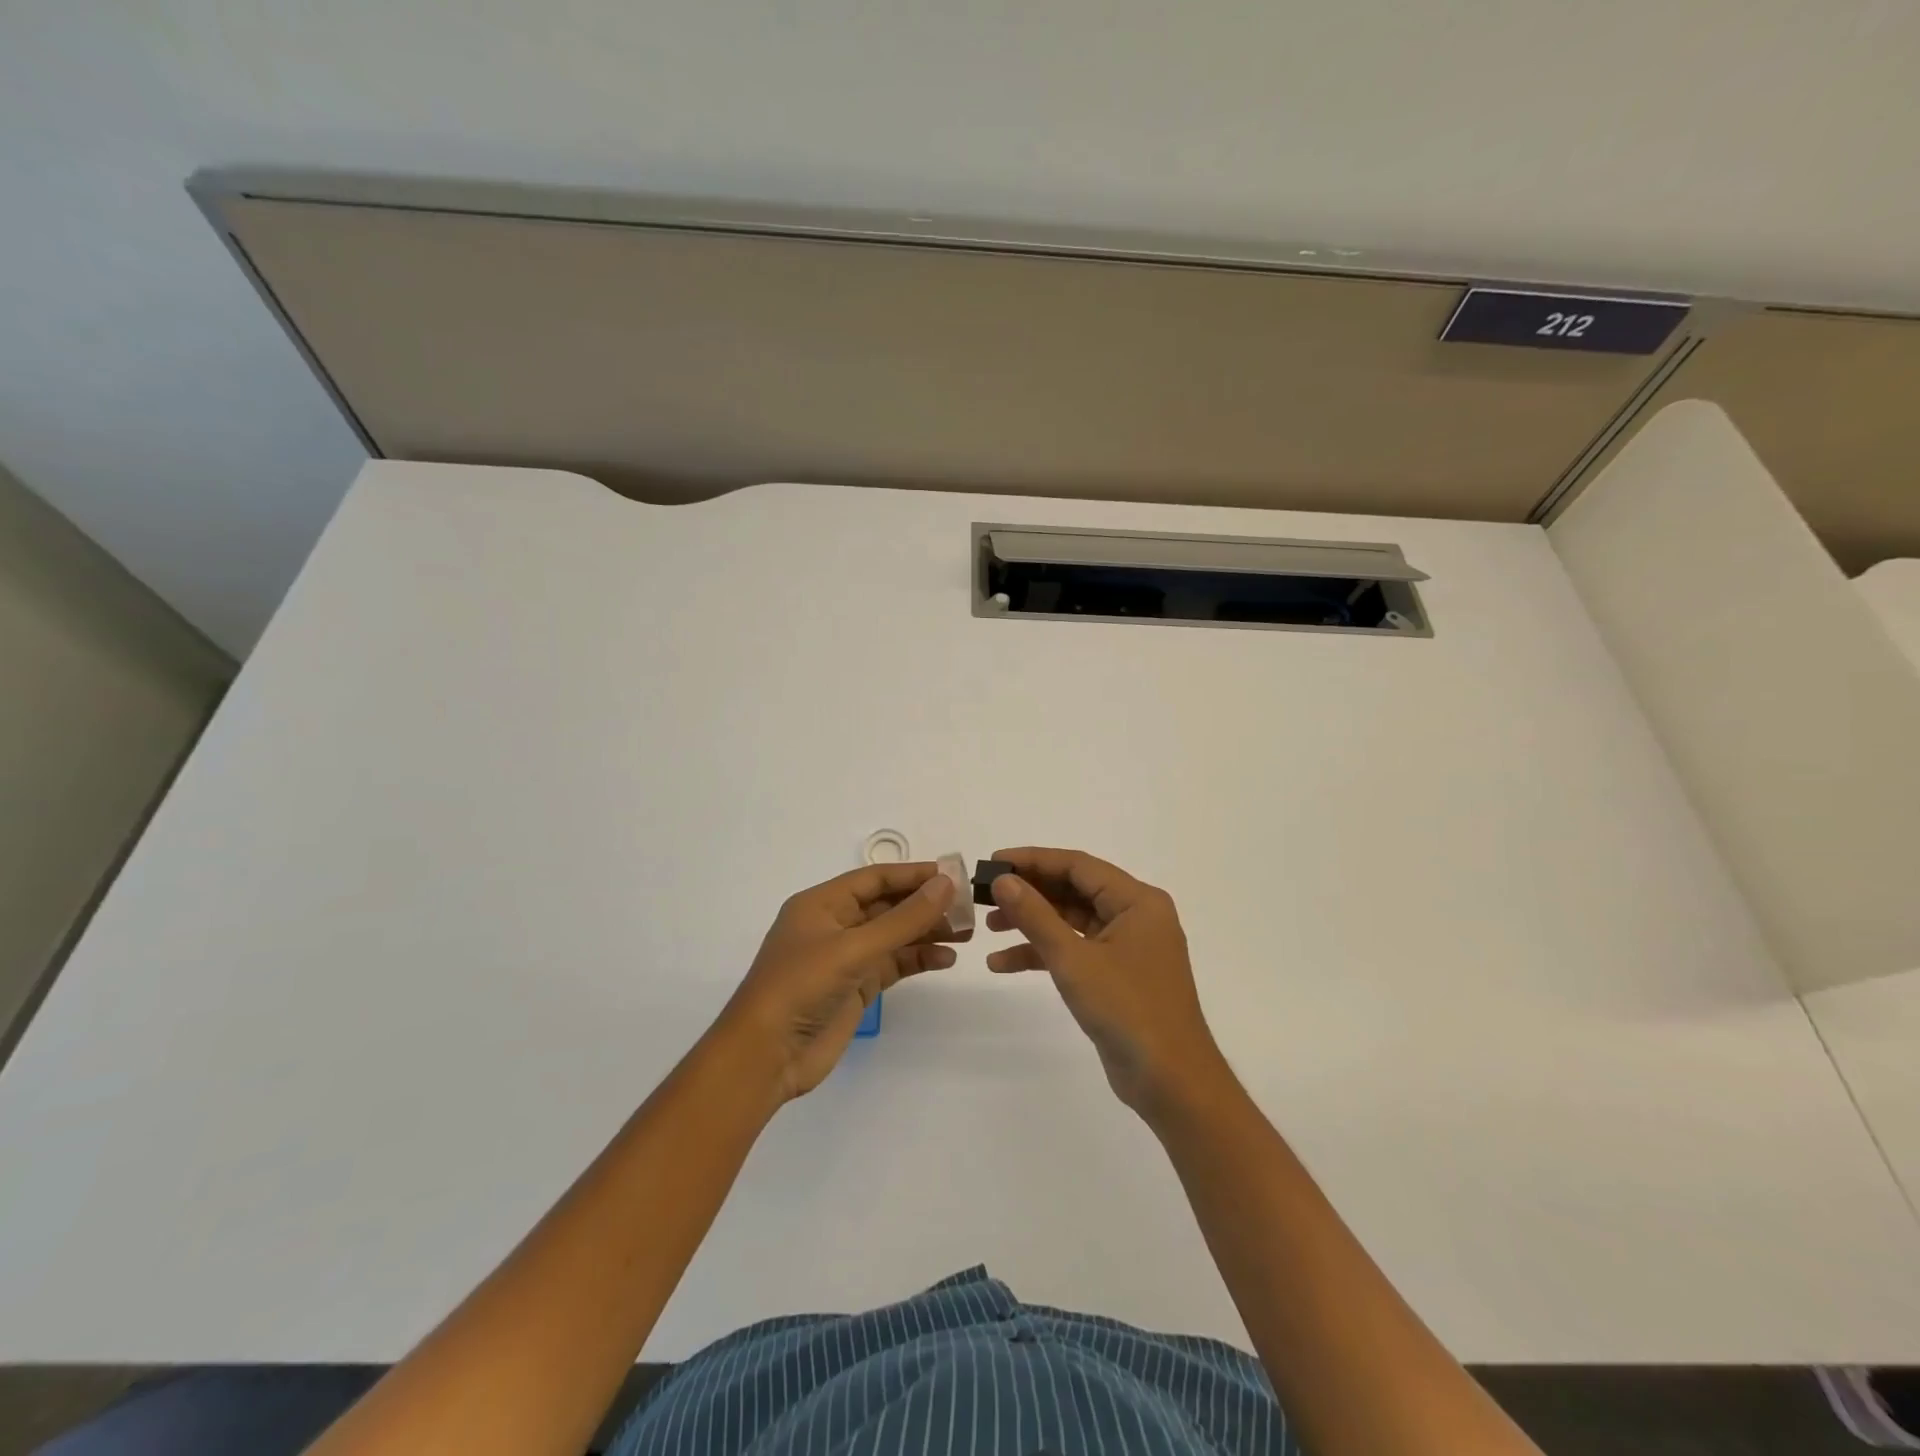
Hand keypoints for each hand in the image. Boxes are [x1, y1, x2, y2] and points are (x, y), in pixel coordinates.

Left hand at [718, 863, 966, 1101]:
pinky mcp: (855, 987)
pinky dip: (917, 959)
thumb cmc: (801, 987)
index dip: (914, 874)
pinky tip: (945, 959)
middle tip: (968, 907)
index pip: (875, 878)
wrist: (765, 1056)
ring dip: (927, 932)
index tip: (954, 874)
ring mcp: (845, 958)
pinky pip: (893, 965)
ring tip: (966, 933)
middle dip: (926, 904)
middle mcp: (834, 925)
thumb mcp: (853, 948)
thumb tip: (946, 884)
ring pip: (894, 935)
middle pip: (888, 905)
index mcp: (822, 904)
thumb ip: (903, 919)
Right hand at [985, 847, 1229, 1120]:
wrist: (1171, 1082)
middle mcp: (1135, 915)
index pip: (1078, 865)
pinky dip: (1044, 954)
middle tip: (986, 895)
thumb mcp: (1074, 960)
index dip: (1033, 860)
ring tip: (989, 927)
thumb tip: (1004, 881)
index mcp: (1137, 901)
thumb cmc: (1128, 1010)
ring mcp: (1128, 946)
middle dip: (1030, 892)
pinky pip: (1076, 950)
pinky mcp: (1118, 975)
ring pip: (1072, 921)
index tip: (994, 863)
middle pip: (1074, 890)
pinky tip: (1004, 964)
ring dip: (1032, 924)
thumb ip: (1036, 916)